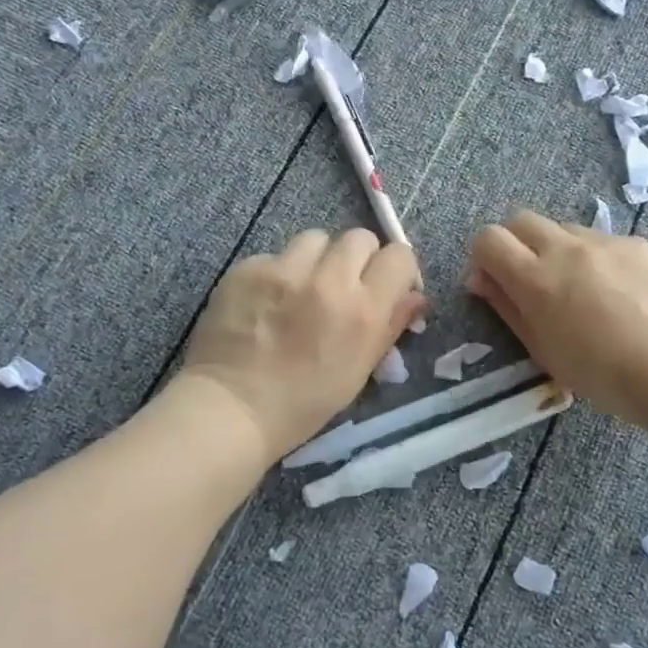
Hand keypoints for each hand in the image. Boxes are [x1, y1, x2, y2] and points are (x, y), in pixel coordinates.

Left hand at [180, 228, 424, 459]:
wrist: (231, 409)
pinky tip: (266, 301)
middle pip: (359, 237)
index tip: (385, 287)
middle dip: (358, 259)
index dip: (396, 270)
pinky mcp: (248, 268)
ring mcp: (284, 270)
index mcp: (363, 309)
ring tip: (302, 288)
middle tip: (344, 286)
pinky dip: (278, 273)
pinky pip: (275, 255)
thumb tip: (416, 297)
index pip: (399, 256)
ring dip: (317, 259)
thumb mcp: (359, 370)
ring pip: (316, 239)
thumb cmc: (304, 403)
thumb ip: (390, 325)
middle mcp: (328, 279)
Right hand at [467, 210, 647, 431]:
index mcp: (536, 278)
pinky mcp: (639, 244)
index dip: (483, 257)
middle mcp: (567, 248)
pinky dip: (595, 259)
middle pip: (522, 220)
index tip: (493, 282)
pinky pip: (602, 241)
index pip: (489, 239)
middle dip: (515, 243)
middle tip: (529, 279)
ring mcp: (607, 242)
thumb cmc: (603, 376)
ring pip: (564, 229)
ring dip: (556, 250)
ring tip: (579, 289)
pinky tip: (617, 294)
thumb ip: (507, 307)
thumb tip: (481, 278)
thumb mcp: (543, 350)